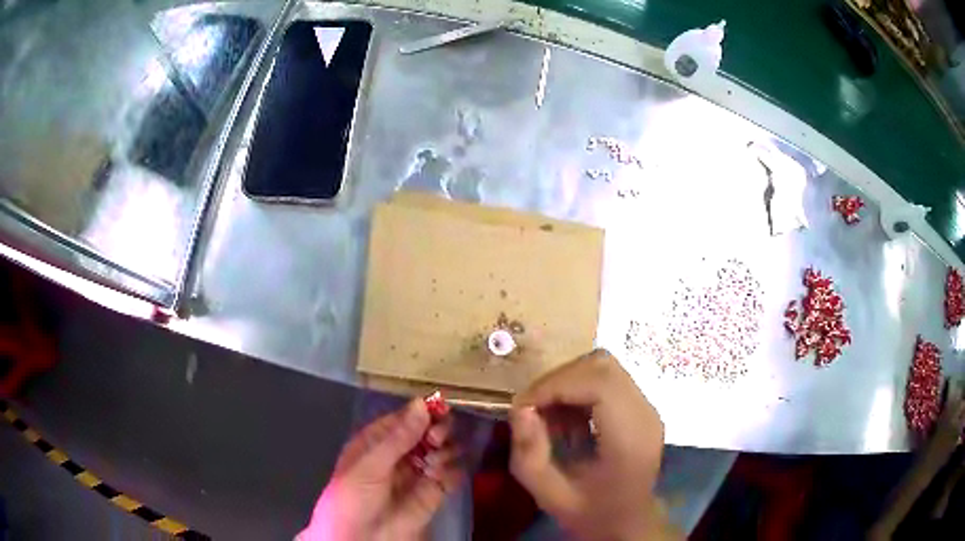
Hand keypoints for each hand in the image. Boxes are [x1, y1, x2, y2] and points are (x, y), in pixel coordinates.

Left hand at [299, 398, 460, 540]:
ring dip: (445, 450)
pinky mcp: (433, 493)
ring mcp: (417, 474)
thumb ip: (398, 437)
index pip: (403, 419)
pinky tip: (442, 474)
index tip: (440, 407)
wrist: (361, 539)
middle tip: (437, 438)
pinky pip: (450, 475)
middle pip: (425, 433)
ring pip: (440, 451)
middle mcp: (399, 454)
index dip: (421, 412)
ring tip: (437, 459)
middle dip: (435, 430)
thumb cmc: (354, 497)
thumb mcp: (370, 465)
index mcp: (376, 442)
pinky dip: (453, 470)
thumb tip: (421, 404)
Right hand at [509, 349, 676, 539]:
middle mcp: (645, 415)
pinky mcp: (641, 406)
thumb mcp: (550, 496)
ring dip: (568, 382)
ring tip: (549, 415)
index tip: (524, 407)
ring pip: (604, 366)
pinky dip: (579, 388)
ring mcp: (647, 407)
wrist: (628, 521)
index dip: (556, 385)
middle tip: (532, 409)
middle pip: (602, 366)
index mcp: (629, 440)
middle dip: (558, 380)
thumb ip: (530, 455)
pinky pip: (607, 378)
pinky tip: (567, 418)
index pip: (599, 384)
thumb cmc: (591, 513)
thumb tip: (520, 409)